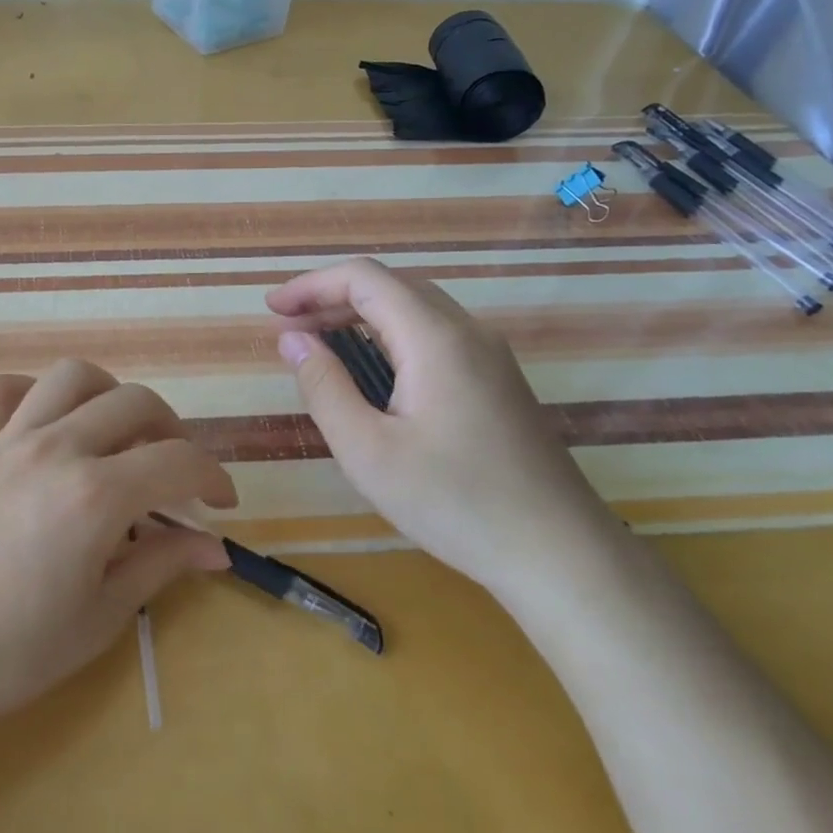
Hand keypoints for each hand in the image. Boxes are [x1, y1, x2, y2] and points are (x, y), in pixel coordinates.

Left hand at [0, 360, 234, 743]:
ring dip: (107, 394)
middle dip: (170, 430)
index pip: (177, 460)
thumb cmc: (11, 655)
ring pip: (69, 377)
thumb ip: (160, 565)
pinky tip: (40, 424)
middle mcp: (54, 450)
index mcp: (94, 496)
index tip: (220, 502)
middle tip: (173, 471)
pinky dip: (29, 393)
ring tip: (112, 433)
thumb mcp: (101, 617)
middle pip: (134, 402)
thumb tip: (215, 547)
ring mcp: (4, 441)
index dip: (212, 475)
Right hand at [267, 257, 620, 598]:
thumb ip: (324, 386)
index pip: (365, 278)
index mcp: (436, 338)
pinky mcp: (497, 382)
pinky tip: (371, 376)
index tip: (271, 309)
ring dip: (361, 318)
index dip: (311, 285)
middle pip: (391, 287)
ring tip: (319, 347)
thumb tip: (292, 338)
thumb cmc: (455, 502)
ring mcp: (489, 356)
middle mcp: (467, 332)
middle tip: (289, 330)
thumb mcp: (367, 450)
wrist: (561, 554)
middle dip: (332, 298)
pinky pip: (434, 337)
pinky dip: (389, 339)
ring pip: (415, 310)